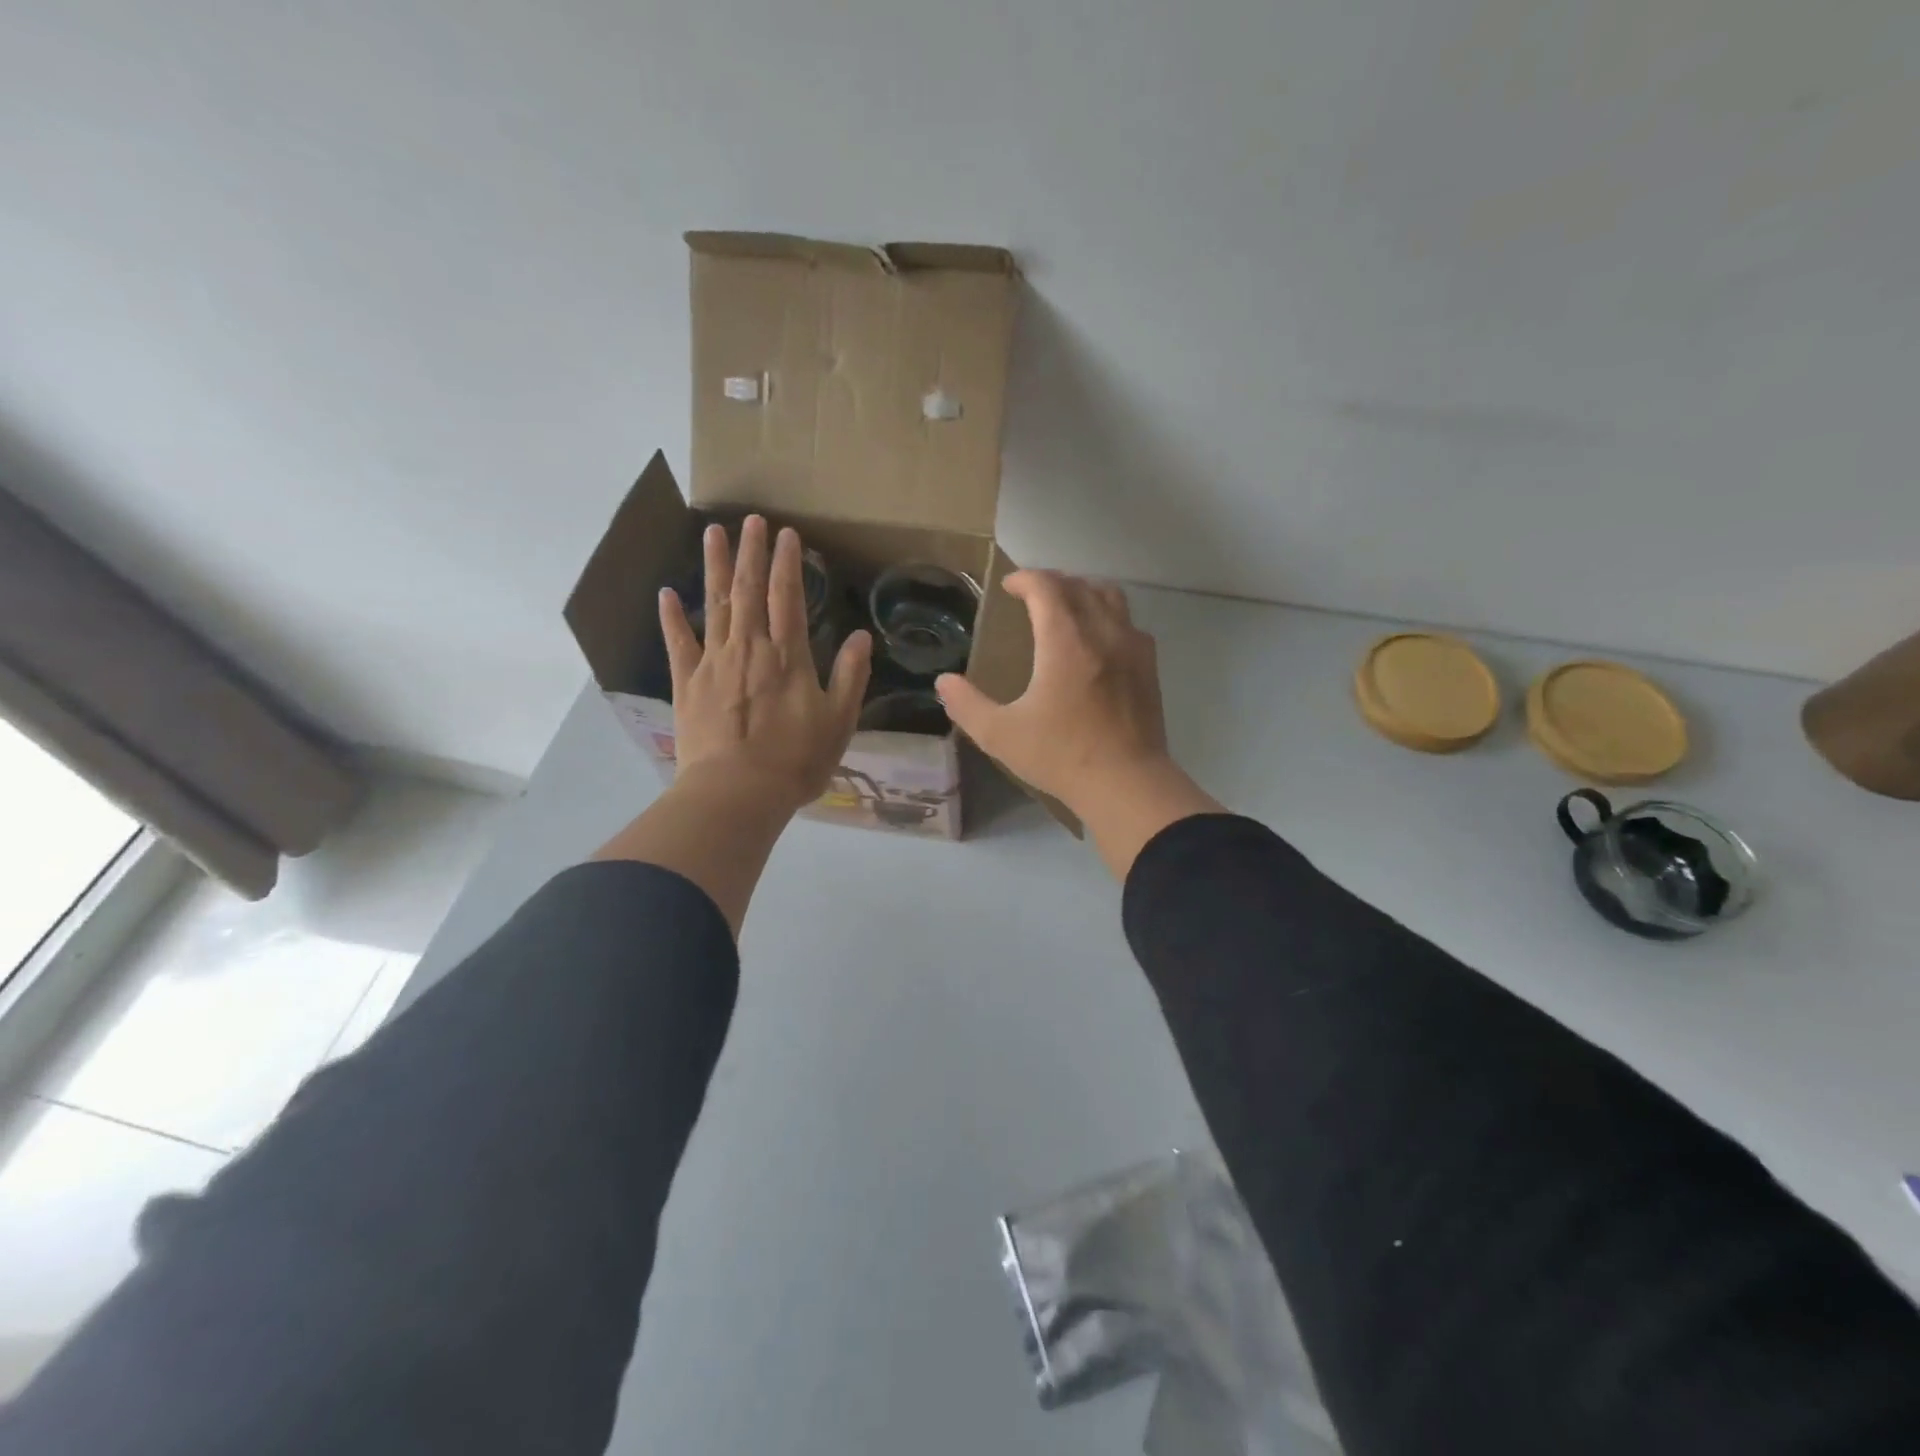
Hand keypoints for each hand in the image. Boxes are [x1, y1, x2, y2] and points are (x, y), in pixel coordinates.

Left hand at [660, 516, 871, 812]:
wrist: (736, 793)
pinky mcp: (687, 683)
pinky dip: (672, 617)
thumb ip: (850, 676)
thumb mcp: (838, 722)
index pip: (788, 597)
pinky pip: (678, 642)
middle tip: (751, 519)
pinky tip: (667, 593)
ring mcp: (713, 662)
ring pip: (715, 604)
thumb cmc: (795, 761)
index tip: (787, 534)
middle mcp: (749, 648)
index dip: (788, 563)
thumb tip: (862, 636)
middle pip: (750, 590)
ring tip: (713, 533)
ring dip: (716, 567)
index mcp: (788, 657)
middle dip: (752, 552)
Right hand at [935, 570, 1220, 878]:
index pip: (1046, 587)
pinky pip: (1129, 623)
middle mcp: (1102, 632)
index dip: (1024, 579)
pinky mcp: (1149, 667)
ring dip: (1083, 592)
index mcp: (1064, 642)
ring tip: (1066, 609)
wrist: (1126, 783)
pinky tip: (1099, 641)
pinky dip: (1109, 617)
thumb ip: (966, 705)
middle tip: (1031, 597)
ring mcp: (1132, 647)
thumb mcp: (1000, 735)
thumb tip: (944, 682)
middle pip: (1078, 585)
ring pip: (1110, 597)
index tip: (1008, 587)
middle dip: (1051, 582)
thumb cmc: (1061, 756)